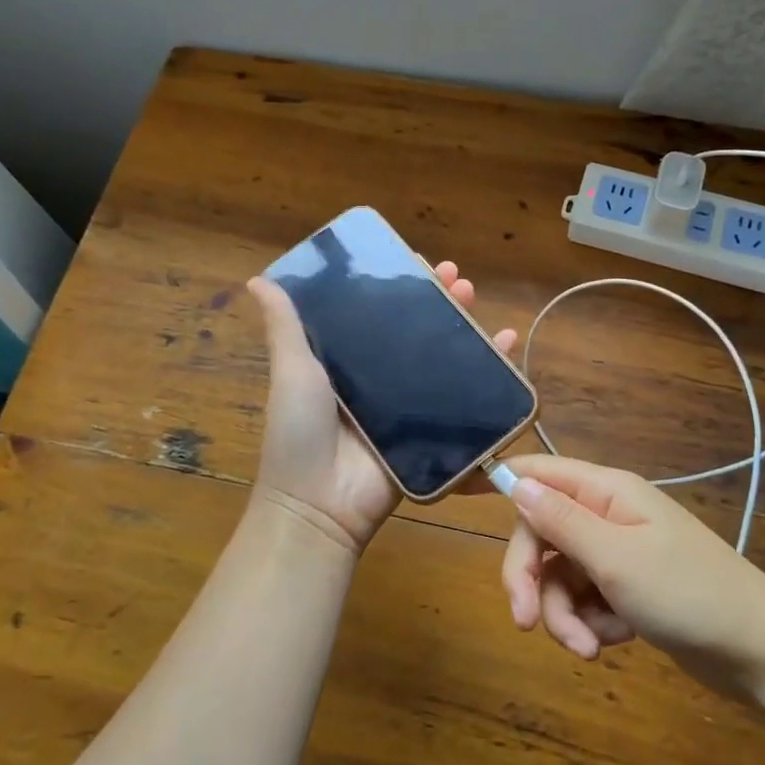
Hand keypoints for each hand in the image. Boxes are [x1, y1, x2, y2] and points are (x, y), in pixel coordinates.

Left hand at [247, 261, 516, 556]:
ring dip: (464, 323)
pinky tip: (505, 343)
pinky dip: (489, 369)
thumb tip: (258, 279)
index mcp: (347, 360)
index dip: (400, 286)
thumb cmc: (299, 431)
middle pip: (417, 328)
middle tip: (457, 277)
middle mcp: (379, 376)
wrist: (320, 505)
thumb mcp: (291, 372)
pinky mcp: (431, 429)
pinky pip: (464, 394)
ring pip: (443, 354)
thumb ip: (284, 328)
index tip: (417, 260)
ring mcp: (408, 403)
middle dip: (438, 298)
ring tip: (474, 296)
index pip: (379, 312)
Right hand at [499, 455, 764, 692]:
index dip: (499, 482)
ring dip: (565, 613)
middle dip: (533, 580)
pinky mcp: (627, 588)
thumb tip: (511, 480)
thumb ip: (559, 519)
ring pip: (561, 575)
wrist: (759, 652)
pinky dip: (592, 623)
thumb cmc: (688, 593)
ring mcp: (618, 552)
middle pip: (541, 533)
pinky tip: (616, 642)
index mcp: (605, 491)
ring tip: (590, 649)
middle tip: (528, 623)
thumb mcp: (615, 557)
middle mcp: (607, 514)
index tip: (457, 500)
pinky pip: (587, 599)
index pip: (537, 472)